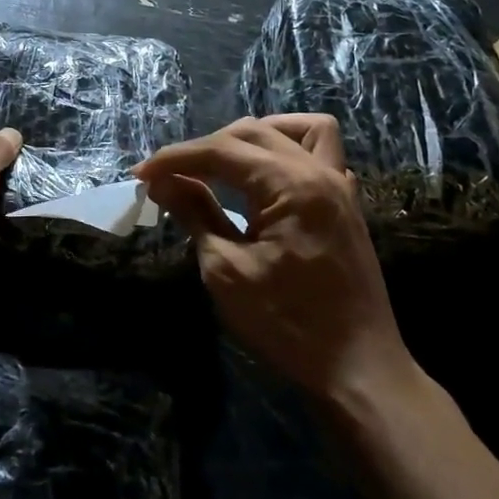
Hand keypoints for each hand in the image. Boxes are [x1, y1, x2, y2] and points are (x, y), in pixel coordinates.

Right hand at [136, 115, 416, 400]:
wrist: (357, 368)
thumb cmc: (286, 324)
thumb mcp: (226, 270)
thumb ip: (195, 214)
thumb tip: (161, 182)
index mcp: (291, 185)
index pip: (221, 151)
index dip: (175, 158)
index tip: (141, 174)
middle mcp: (319, 171)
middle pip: (252, 132)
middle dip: (205, 147)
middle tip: (171, 175)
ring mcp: (339, 184)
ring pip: (295, 130)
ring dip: (253, 136)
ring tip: (222, 162)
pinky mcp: (345, 203)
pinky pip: (321, 151)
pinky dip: (289, 148)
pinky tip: (267, 175)